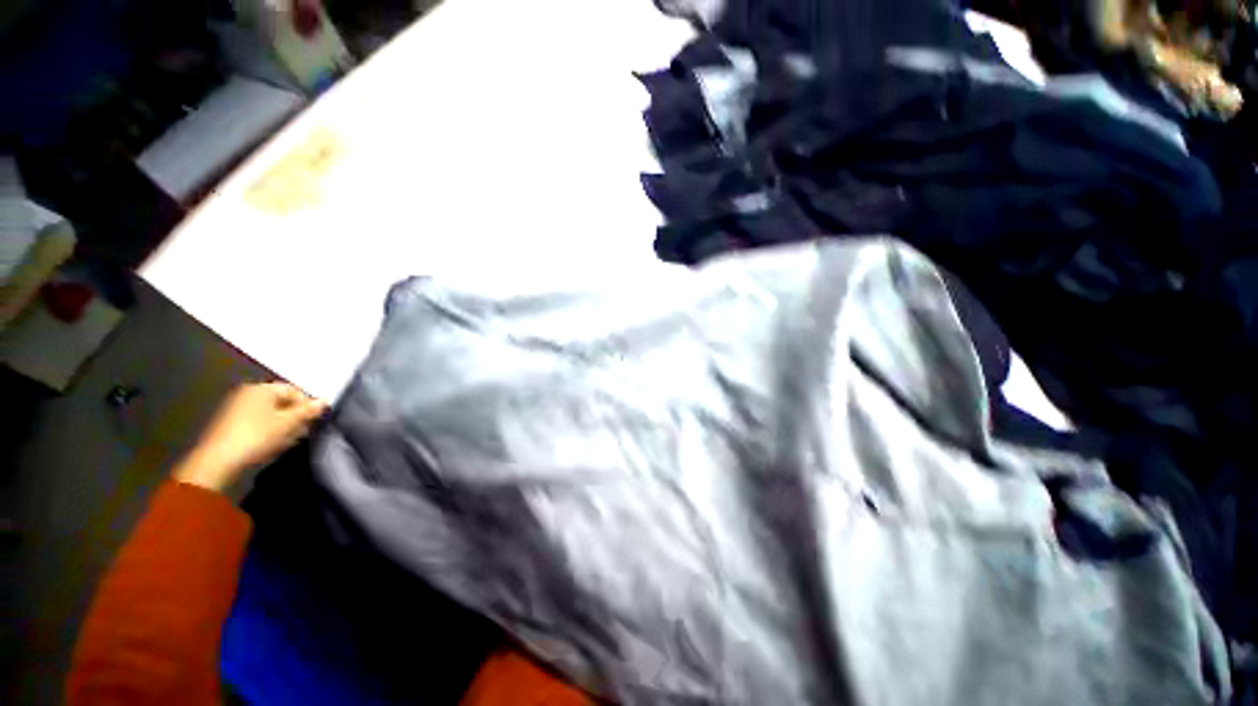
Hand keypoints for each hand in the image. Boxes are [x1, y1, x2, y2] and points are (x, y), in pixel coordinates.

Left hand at [173, 382, 327, 494]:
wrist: (219, 462)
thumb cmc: (256, 436)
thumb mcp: (288, 423)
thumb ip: (308, 411)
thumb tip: (325, 402)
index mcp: (260, 389)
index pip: (294, 390)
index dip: (307, 404)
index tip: (314, 420)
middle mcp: (248, 394)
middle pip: (283, 402)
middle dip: (296, 416)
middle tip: (304, 430)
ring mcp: (238, 410)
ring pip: (272, 414)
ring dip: (285, 425)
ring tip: (290, 439)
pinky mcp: (233, 425)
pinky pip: (260, 423)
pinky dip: (271, 431)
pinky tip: (274, 444)